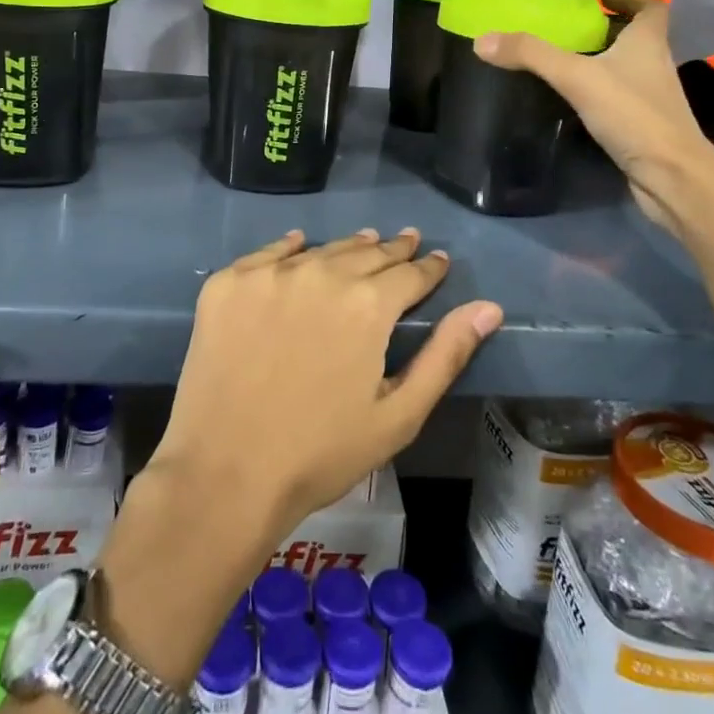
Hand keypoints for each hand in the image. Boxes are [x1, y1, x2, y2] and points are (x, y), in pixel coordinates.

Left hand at [147, 228, 502, 545]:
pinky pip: (268, 253)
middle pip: (367, 253)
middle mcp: (322, 273)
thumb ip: (445, 355)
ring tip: (365, 241)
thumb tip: (489, 308)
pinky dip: (289, 248)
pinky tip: (300, 243)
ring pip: (321, 250)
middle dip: (392, 250)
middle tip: (406, 241)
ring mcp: (270, 274)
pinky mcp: (228, 282)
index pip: (410, 274)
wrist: (224, 472)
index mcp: (369, 304)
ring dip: (348, 247)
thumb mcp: (398, 415)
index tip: (437, 259)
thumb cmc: (321, 453)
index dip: (428, 267)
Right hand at [473, 0, 713, 235]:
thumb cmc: (632, 114)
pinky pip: (620, 98)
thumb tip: (482, 40)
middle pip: (638, 37)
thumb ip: (531, 55)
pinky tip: (574, 101)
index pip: (651, 8)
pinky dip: (601, 93)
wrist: (671, 175)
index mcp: (648, 42)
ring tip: (565, 60)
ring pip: (628, 68)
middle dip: (608, 28)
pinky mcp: (644, 126)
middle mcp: (655, 65)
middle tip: (571, 27)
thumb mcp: (576, 77)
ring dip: (604, 60)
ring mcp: (652, 98)